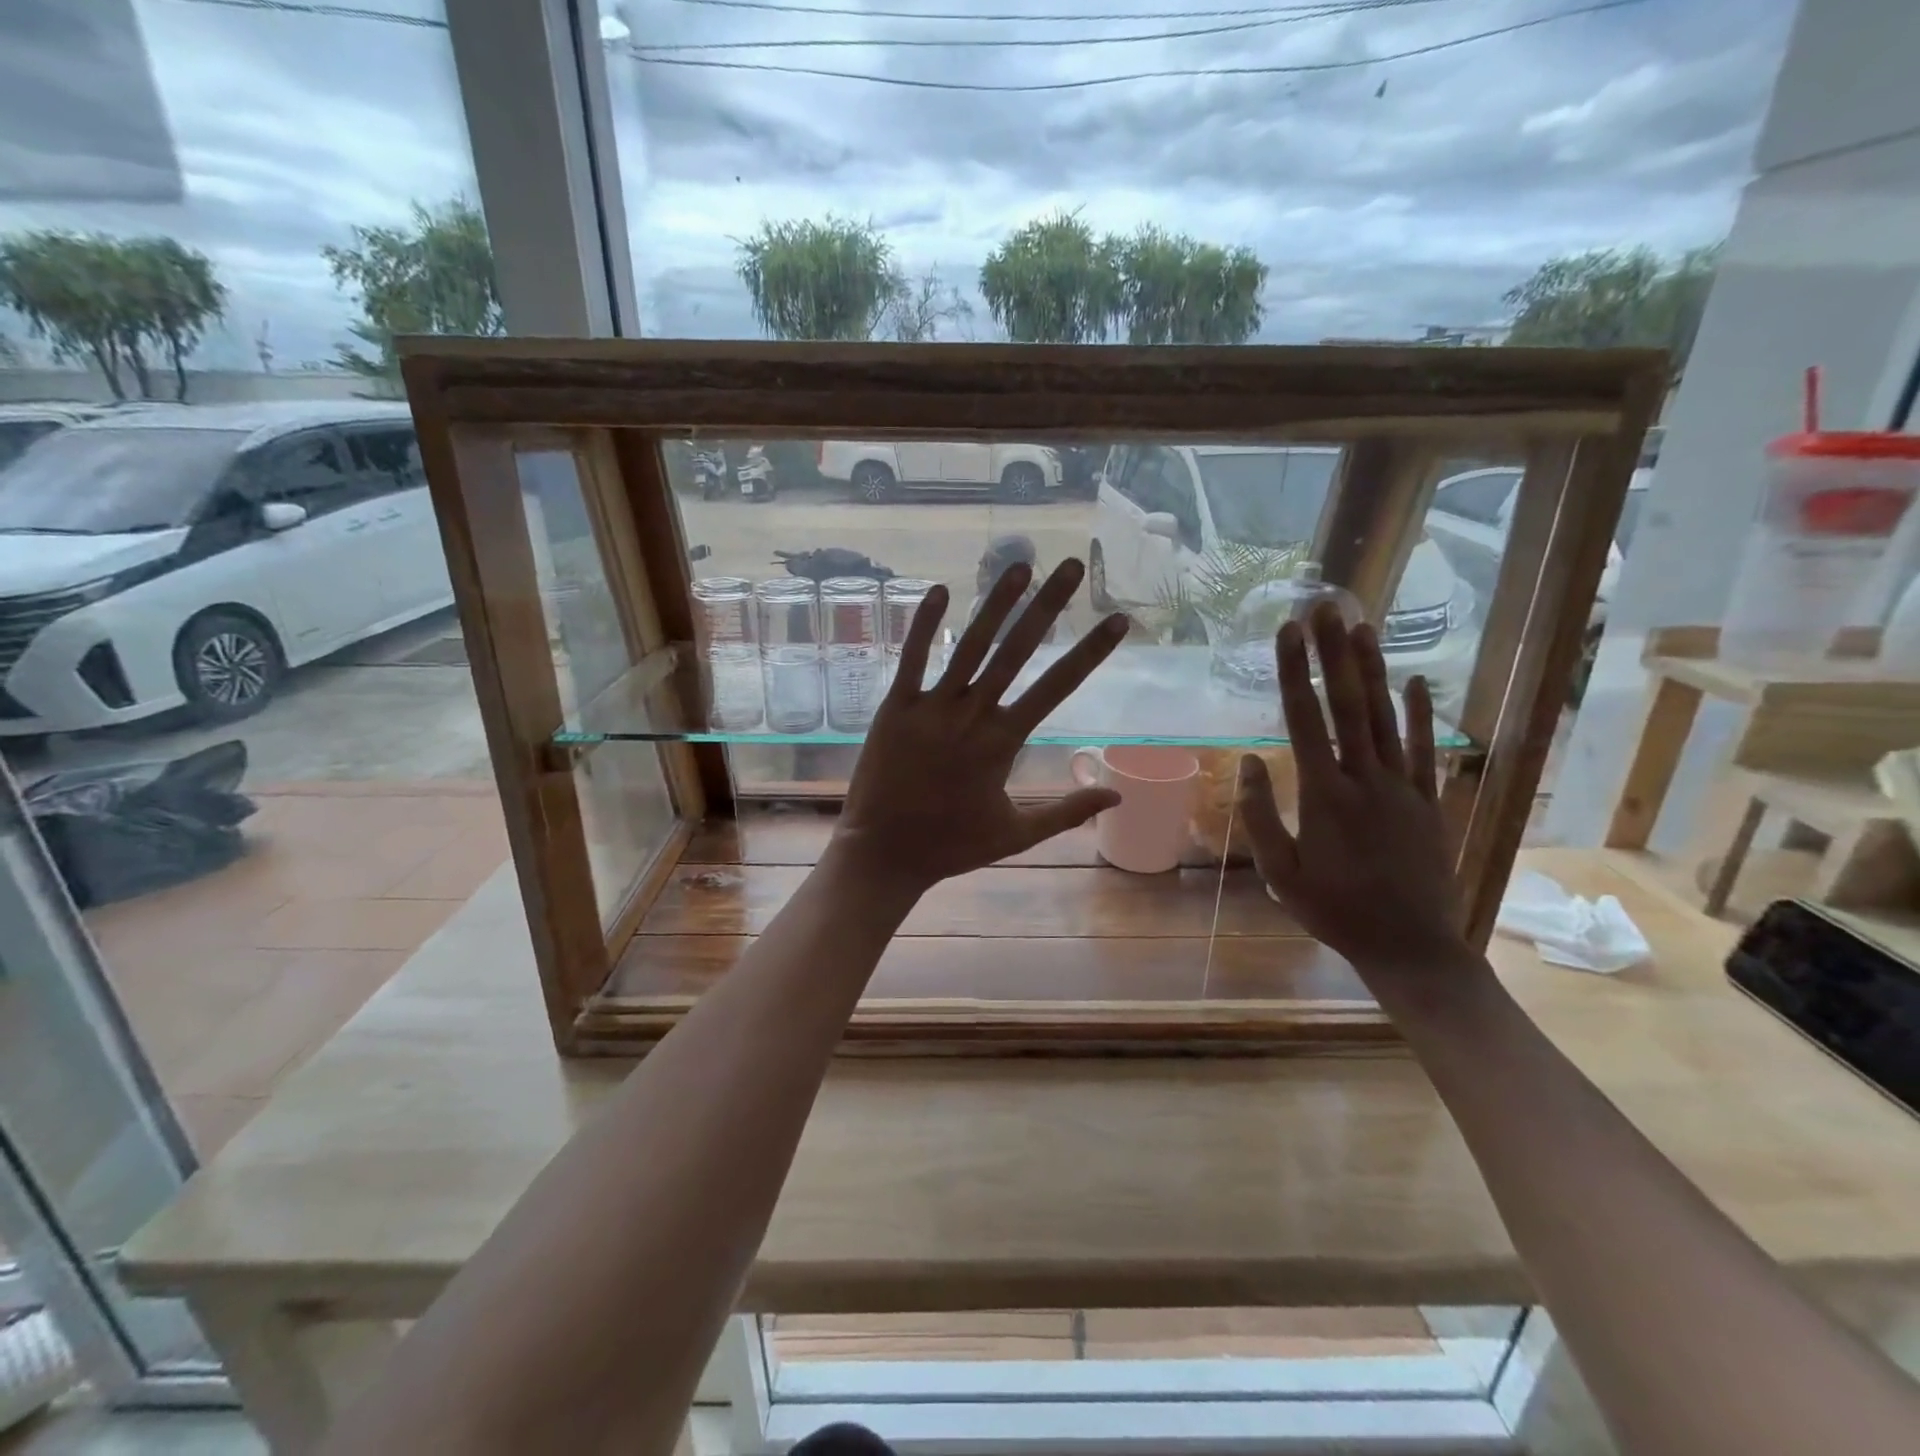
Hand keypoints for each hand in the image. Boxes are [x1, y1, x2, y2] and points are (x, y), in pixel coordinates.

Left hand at [833, 560, 1130, 893]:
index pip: (1057, 687)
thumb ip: (1067, 811)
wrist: (883, 854)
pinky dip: (925, 625)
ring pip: (969, 647)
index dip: (1090, 653)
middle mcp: (971, 715)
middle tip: (1070, 566)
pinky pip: (912, 659)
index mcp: (1003, 742)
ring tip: (1019, 565)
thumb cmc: (951, 846)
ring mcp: (930, 708)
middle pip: (1017, 652)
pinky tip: (939, 590)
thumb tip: (1118, 795)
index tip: (1116, 621)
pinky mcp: (894, 708)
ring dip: (995, 604)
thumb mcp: (1017, 834)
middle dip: (1047, 607)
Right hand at [1238, 602, 1465, 973]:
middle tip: (1325, 607)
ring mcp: (1403, 787)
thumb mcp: (1280, 874)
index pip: (1305, 720)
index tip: (1287, 633)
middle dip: (1334, 653)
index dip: (1294, 673)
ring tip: (1362, 626)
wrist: (1411, 946)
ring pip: (1386, 717)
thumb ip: (1259, 816)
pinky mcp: (1429, 800)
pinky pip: (1426, 749)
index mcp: (1324, 796)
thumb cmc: (1334, 911)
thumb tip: (1247, 760)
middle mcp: (1365, 779)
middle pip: (1349, 704)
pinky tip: (1417, 681)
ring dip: (1373, 669)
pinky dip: (1422, 713)